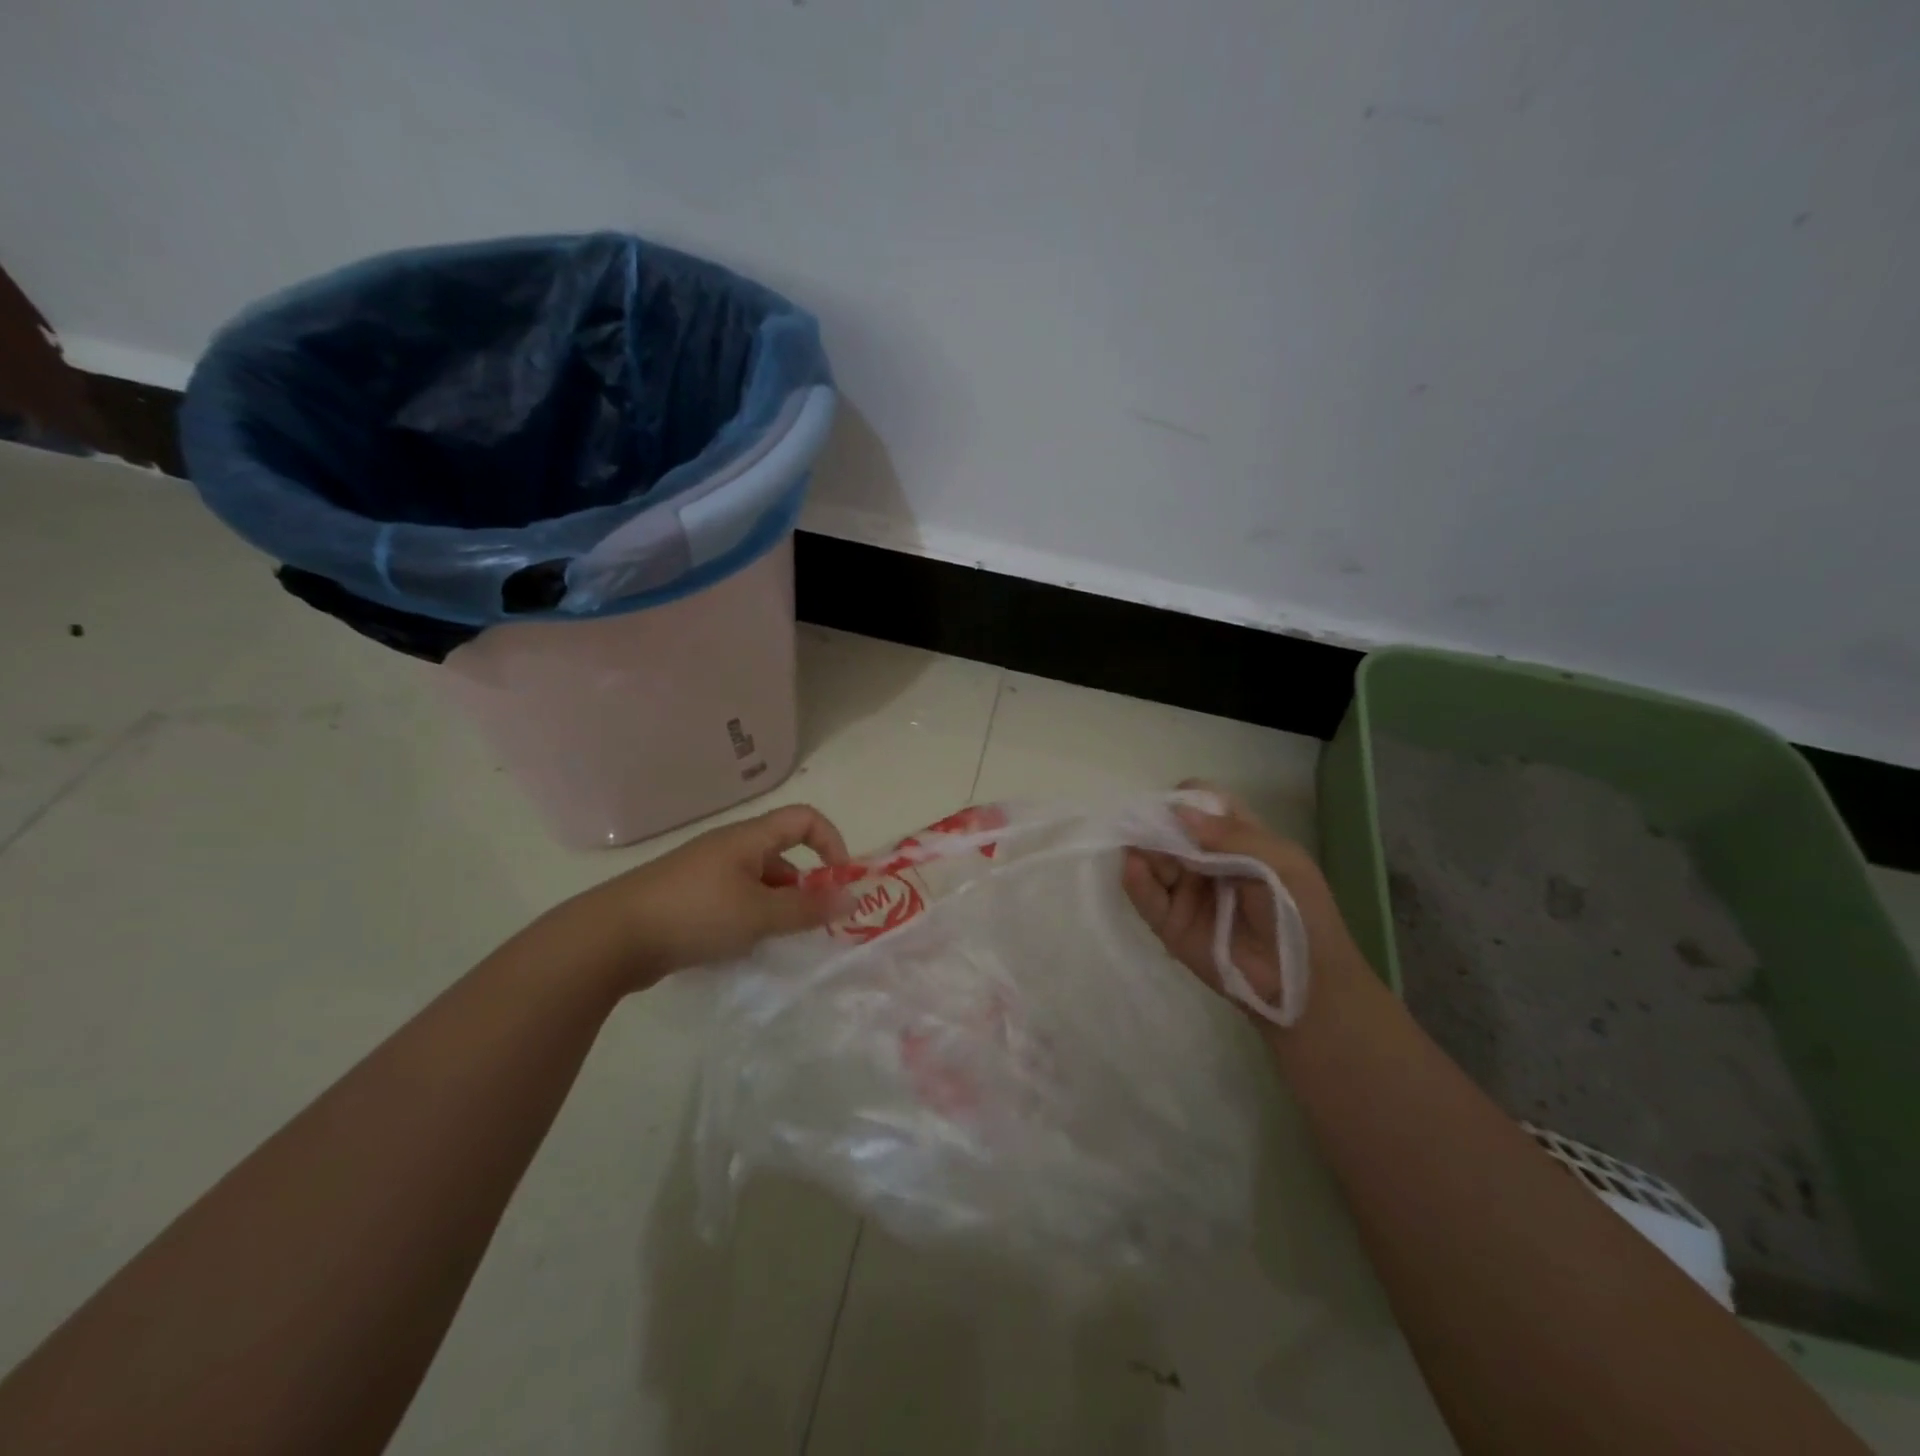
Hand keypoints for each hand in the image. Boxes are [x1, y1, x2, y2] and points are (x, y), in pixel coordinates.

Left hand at [579, 803, 850, 985]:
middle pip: (783, 854)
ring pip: (758, 882)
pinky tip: (742, 948)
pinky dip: (749, 919)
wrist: (610, 938)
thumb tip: (852, 899)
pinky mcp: (688, 899)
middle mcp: (729, 848)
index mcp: (748, 838)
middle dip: (804, 886)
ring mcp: (705, 873)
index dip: (831, 842)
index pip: (805, 819)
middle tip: (810, 924)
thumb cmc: (694, 914)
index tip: (840, 881)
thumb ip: (808, 909)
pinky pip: (734, 900)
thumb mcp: (759, 914)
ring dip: (776, 907)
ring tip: (775, 942)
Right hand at [1122, 783, 1352, 1014]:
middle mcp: (1205, 860)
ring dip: (1143, 849)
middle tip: (1149, 827)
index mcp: (1236, 838)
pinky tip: (1133, 867)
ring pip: (1153, 860)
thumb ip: (1231, 835)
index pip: (1201, 804)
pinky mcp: (1171, 924)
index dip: (1186, 800)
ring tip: (1142, 850)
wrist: (1306, 986)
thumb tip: (1179, 810)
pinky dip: (1136, 881)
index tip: (1175, 805)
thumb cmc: (1302, 914)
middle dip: (1157, 824)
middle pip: (1169, 829)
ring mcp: (1186, 892)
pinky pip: (1147, 898)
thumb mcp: (1281, 863)